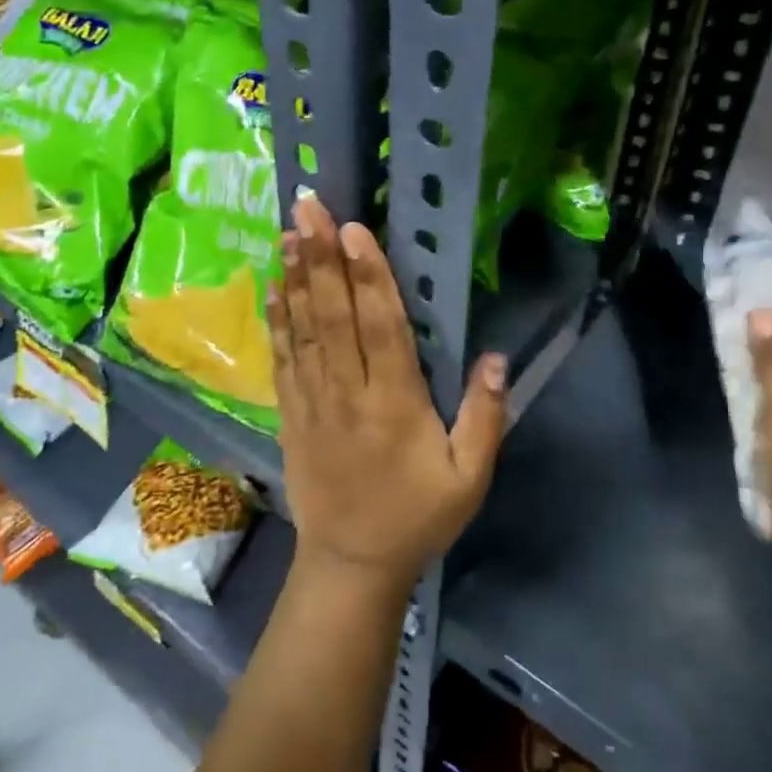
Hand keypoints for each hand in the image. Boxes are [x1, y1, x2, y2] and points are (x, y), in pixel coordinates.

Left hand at [269, 195, 507, 595]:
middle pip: (333, 316)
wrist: (351, 564)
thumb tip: (497, 358)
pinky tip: (274, 285)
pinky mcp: (291, 415)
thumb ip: (485, 417)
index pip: (381, 327)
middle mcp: (348, 394)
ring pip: (303, 330)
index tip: (353, 228)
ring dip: (296, 277)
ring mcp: (312, 403)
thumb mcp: (470, 478)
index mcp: (395, 405)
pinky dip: (278, 319)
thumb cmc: (418, 517)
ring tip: (288, 231)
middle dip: (322, 257)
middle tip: (308, 207)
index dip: (368, 275)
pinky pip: (283, 359)